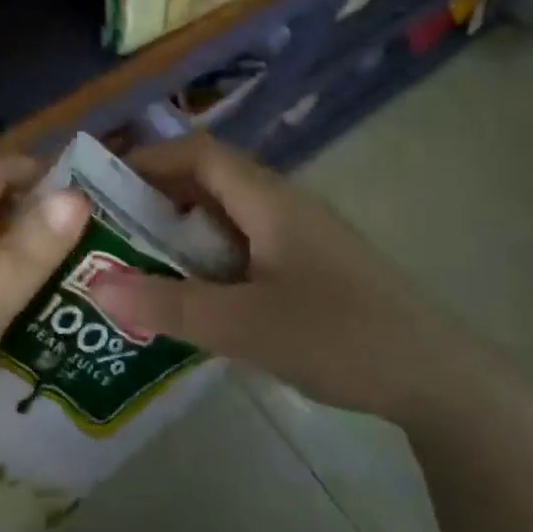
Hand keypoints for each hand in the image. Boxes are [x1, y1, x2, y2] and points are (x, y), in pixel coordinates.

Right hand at [88, 135, 488, 424]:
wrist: (437, 378)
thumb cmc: (339, 337)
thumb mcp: (244, 326)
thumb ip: (169, 305)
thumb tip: (95, 283)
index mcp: (268, 201)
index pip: (200, 153)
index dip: (149, 158)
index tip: (102, 183)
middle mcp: (283, 206)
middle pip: (210, 181)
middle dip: (157, 197)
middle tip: (108, 229)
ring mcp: (299, 237)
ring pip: (228, 217)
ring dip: (183, 232)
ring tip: (137, 262)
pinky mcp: (310, 268)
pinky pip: (246, 247)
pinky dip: (210, 260)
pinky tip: (193, 297)